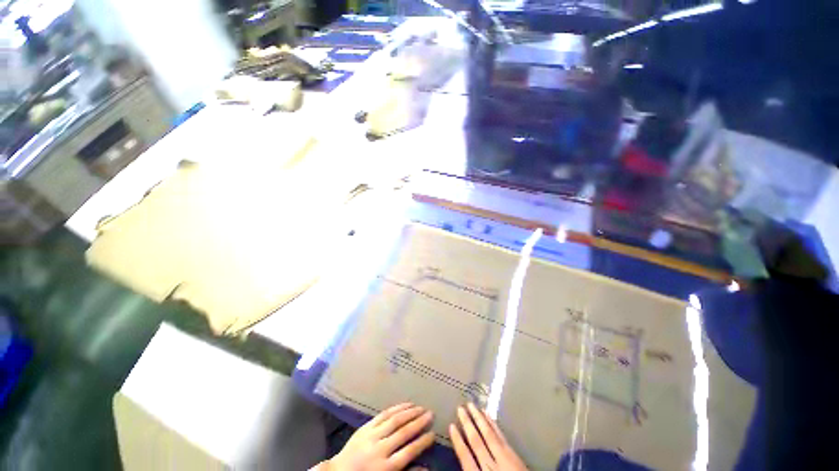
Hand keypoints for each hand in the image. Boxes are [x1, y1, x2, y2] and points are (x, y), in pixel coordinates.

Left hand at [322, 403, 435, 470]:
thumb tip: (427, 468)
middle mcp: (379, 449)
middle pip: (403, 433)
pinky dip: (396, 408)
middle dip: (419, 422)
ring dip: (409, 412)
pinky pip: (383, 414)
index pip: (408, 452)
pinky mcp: (365, 426)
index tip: (433, 434)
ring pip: (394, 420)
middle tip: (431, 414)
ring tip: (421, 407)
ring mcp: (371, 436)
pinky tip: (406, 404)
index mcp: (385, 468)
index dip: (422, 442)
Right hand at [449, 403, 527, 470]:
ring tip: (472, 405)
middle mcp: (492, 465)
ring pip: (489, 435)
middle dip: (468, 423)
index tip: (451, 425)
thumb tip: (463, 460)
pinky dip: (494, 425)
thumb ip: (472, 470)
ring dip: (480, 419)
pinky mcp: (515, 455)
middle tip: (460, 407)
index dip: (458, 441)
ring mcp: (505, 458)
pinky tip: (489, 416)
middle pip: (477, 441)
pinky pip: (502, 437)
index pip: (466, 457)